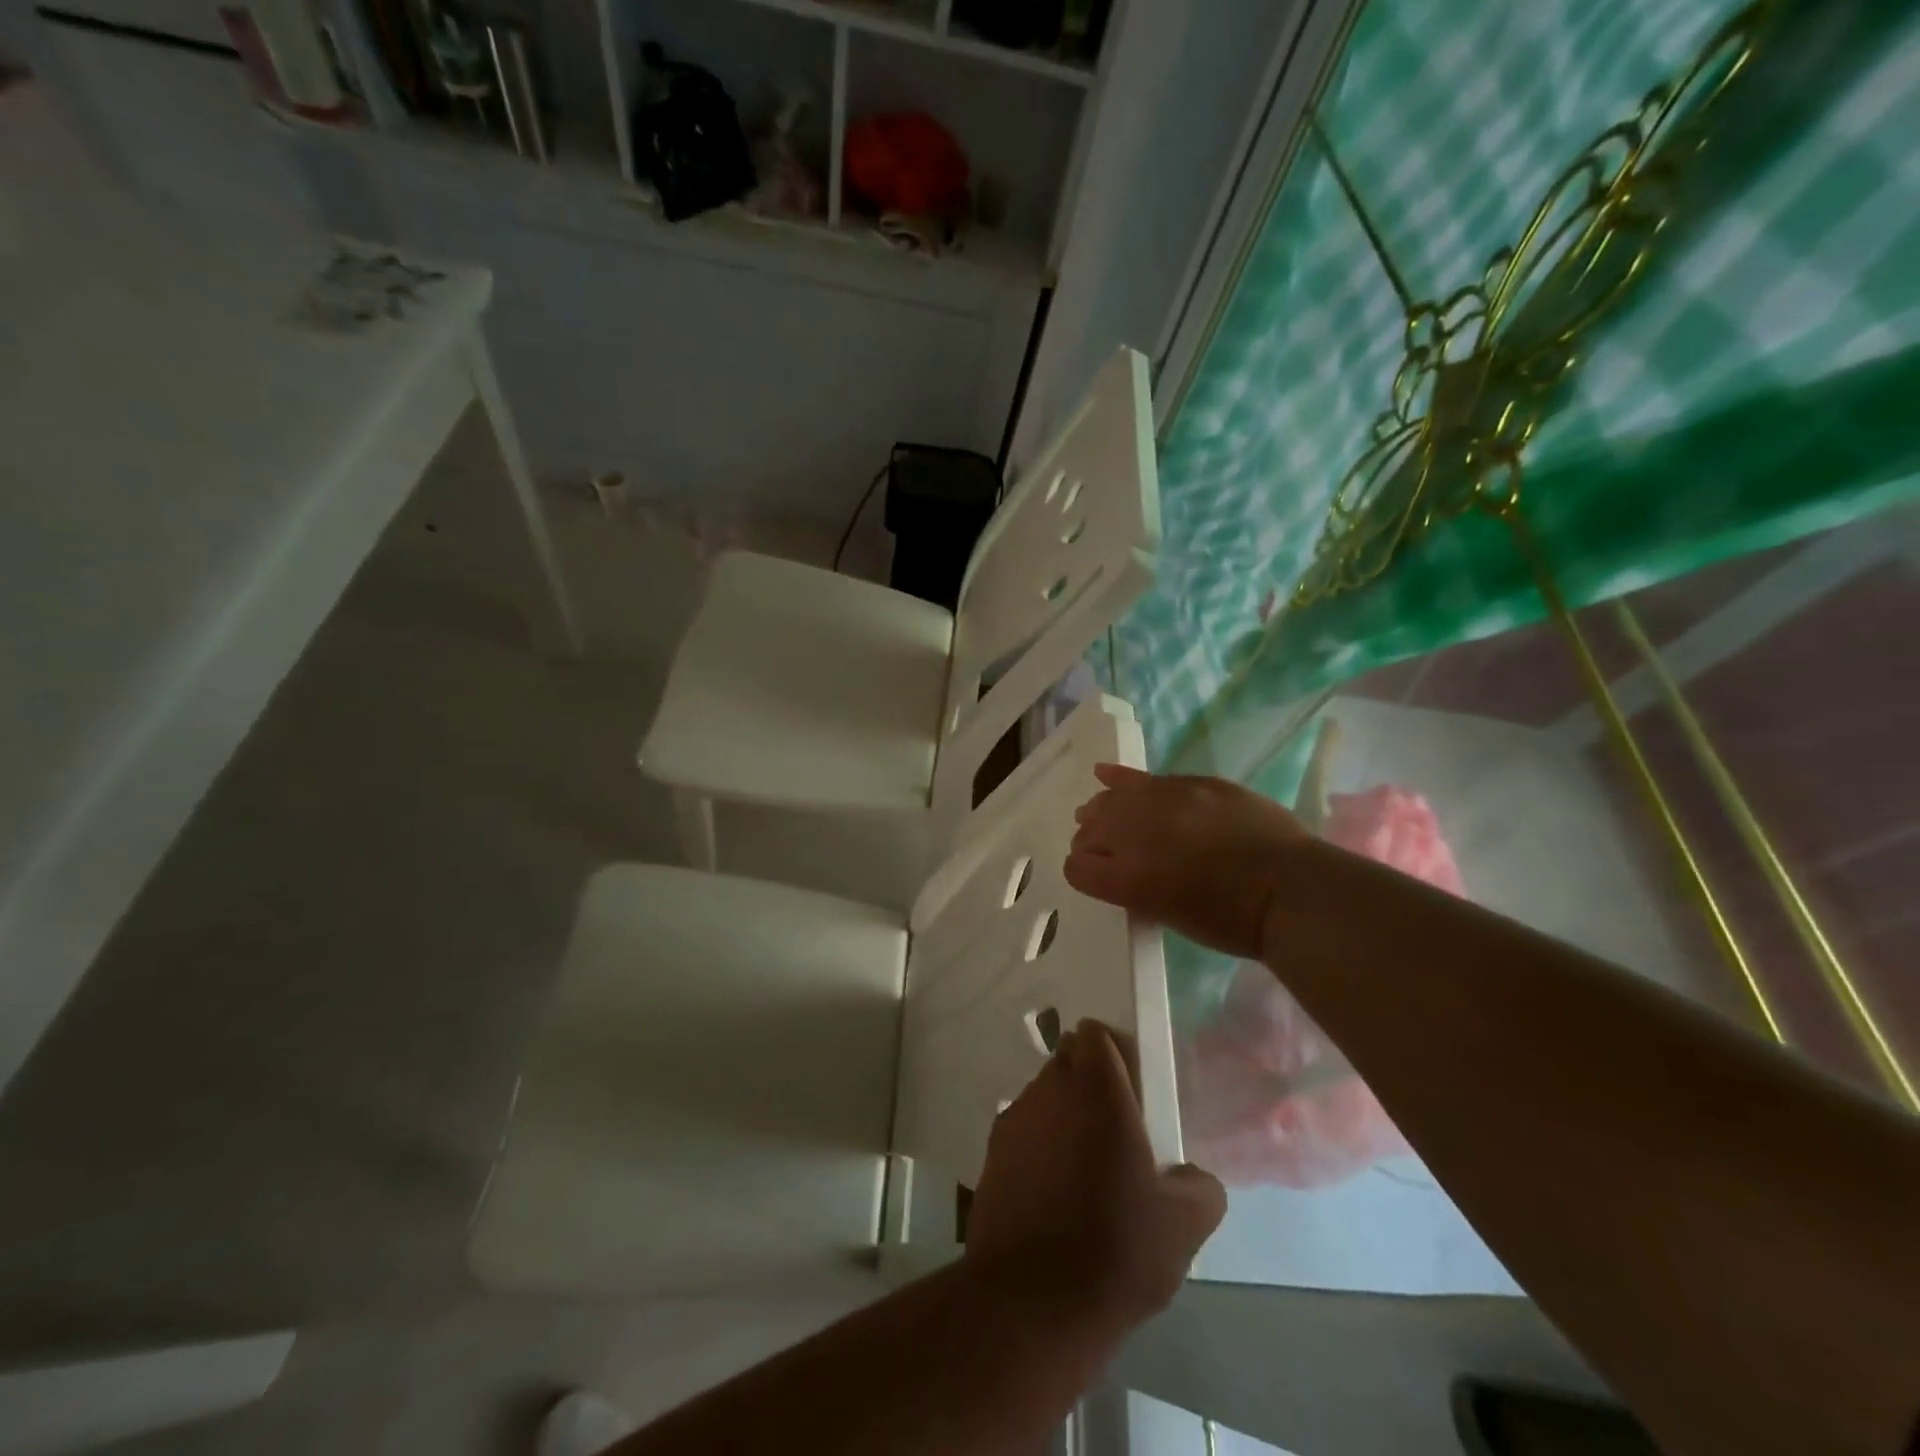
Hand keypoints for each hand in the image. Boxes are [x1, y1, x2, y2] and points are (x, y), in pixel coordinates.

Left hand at [965, 1021, 1225, 1331]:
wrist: (1030, 1300)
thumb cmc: (1115, 1247)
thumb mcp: (1183, 1224)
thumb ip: (1199, 1186)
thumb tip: (1192, 1177)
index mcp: (1096, 1088)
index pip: (1096, 1034)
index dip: (1114, 1051)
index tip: (1133, 1086)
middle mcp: (1050, 1089)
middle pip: (1067, 1059)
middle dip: (1089, 1080)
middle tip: (1116, 1127)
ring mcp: (1015, 1119)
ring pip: (1043, 1094)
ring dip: (1063, 1112)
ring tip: (1086, 1166)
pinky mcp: (992, 1153)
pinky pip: (1023, 1130)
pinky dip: (1039, 1145)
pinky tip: (1055, 1192)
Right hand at [1066, 764, 1308, 958]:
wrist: (1290, 890)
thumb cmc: (1231, 922)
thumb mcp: (1169, 915)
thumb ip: (1136, 888)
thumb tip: (1123, 870)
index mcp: (1127, 879)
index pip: (1077, 868)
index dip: (1084, 872)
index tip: (1097, 876)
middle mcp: (1135, 835)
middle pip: (1090, 831)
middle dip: (1091, 841)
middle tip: (1105, 852)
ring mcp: (1163, 802)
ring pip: (1111, 799)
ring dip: (1102, 810)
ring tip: (1099, 812)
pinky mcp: (1190, 783)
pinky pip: (1143, 778)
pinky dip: (1121, 779)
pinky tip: (1106, 774)